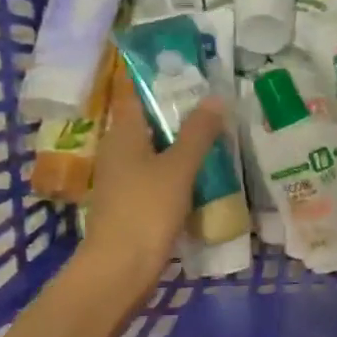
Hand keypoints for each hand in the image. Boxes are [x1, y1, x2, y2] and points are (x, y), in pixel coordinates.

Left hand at [77, 73, 224, 303]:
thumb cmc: (146, 210)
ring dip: (182, 143)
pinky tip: (205, 174)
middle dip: (178, 111)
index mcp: (123, 134)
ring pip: (156, 151)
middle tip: (215, 101)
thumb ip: (198, 133)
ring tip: (218, 134)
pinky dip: (179, 171)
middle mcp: (118, 151)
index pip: (135, 93)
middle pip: (149, 122)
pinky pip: (159, 176)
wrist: (120, 269)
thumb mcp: (179, 168)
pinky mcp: (133, 204)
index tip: (187, 67)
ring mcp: (124, 180)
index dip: (157, 78)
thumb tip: (216, 97)